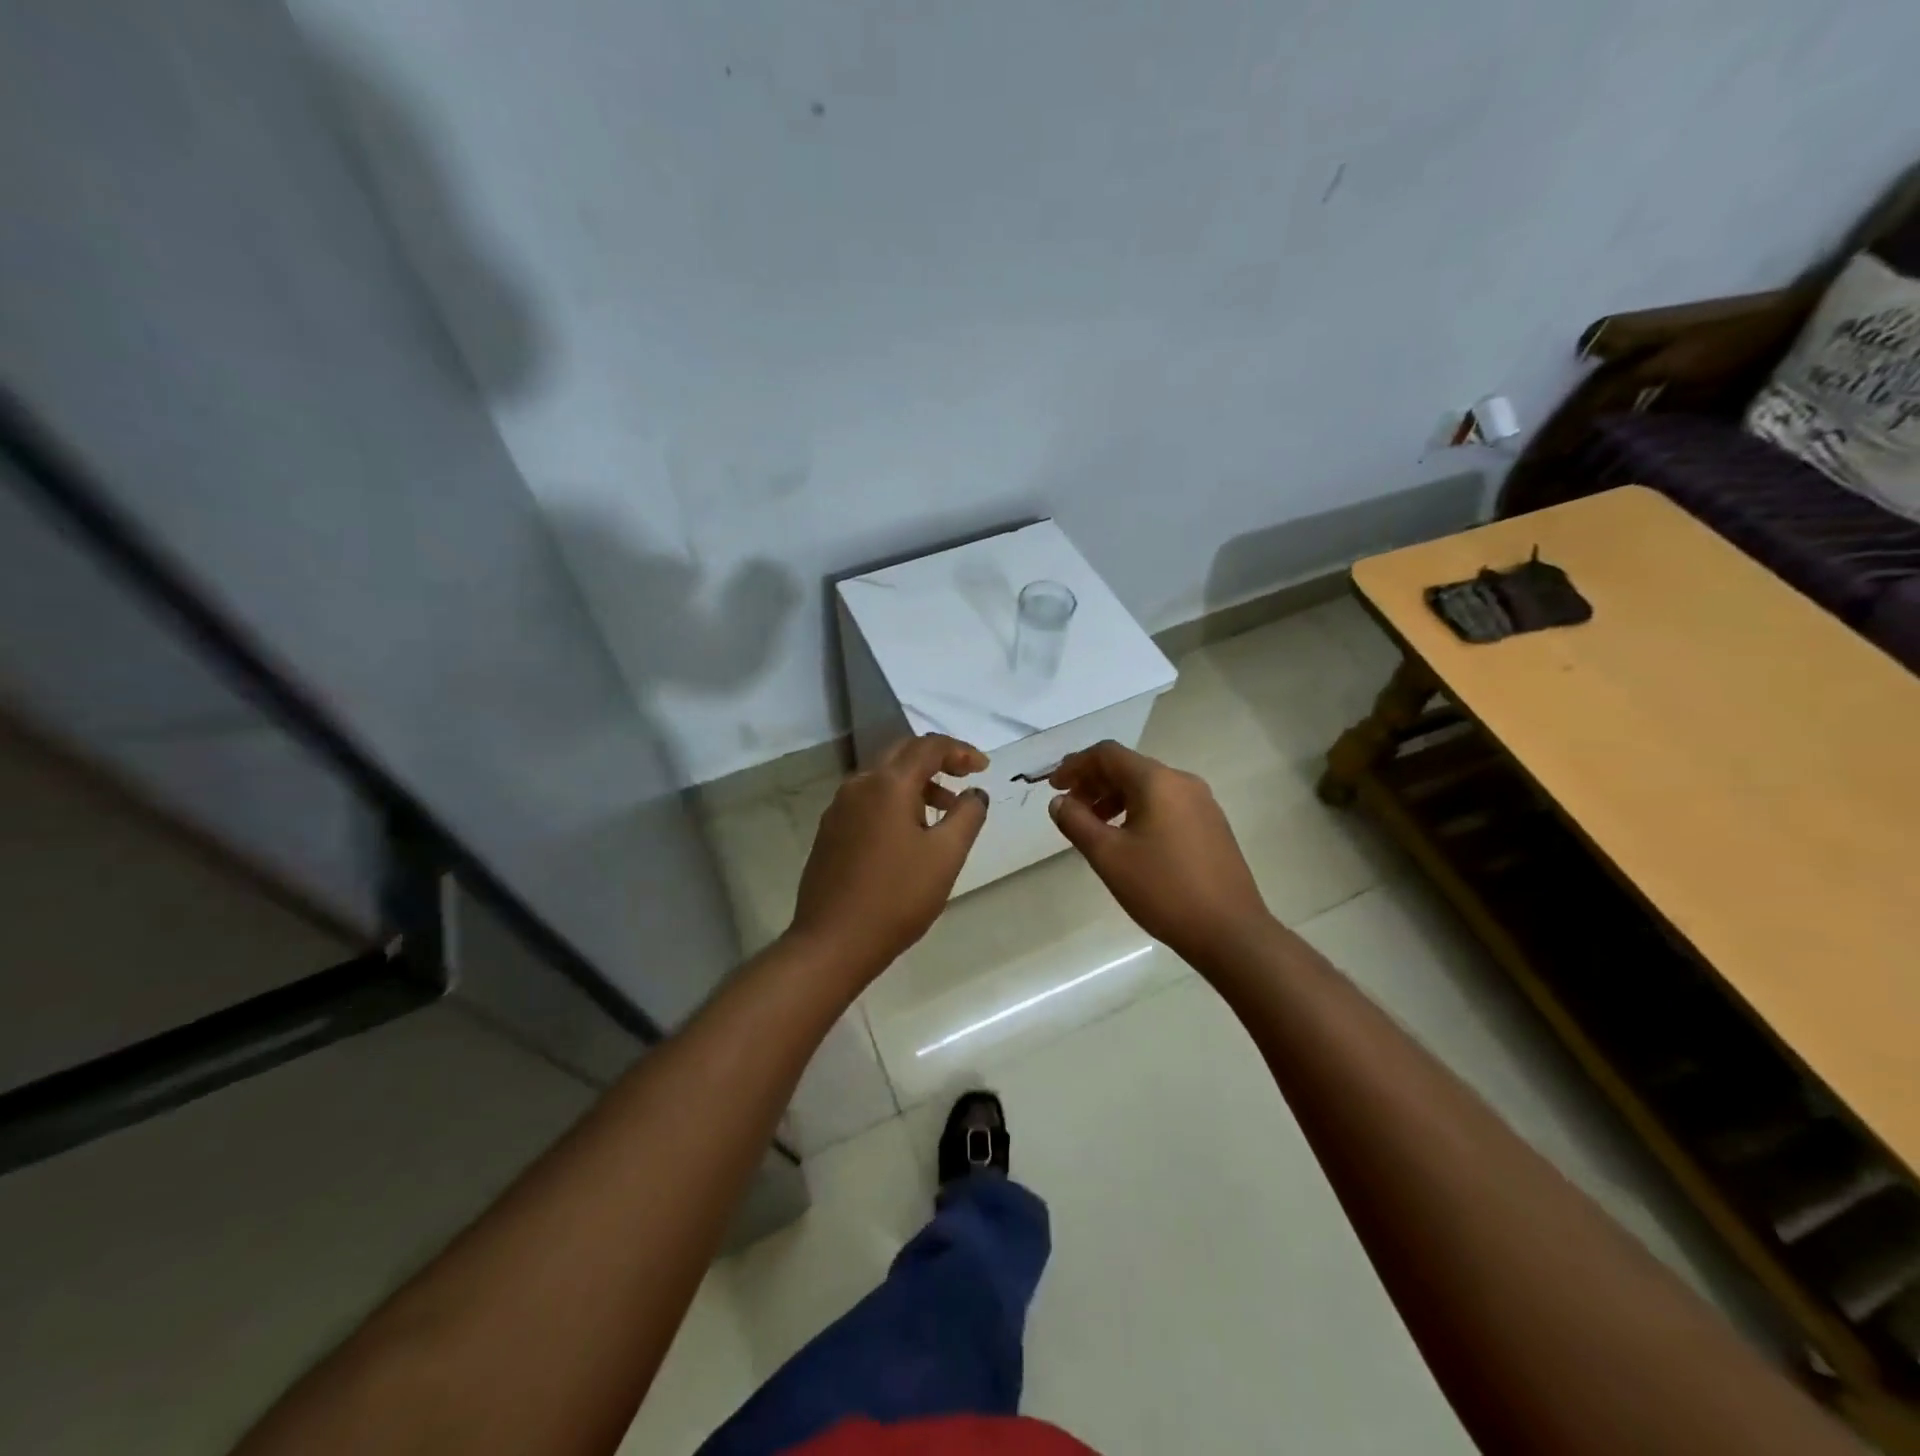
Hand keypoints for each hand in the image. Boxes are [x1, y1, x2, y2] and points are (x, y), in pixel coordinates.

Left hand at [788, 734, 989, 981]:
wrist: (833, 941)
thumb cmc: (897, 897)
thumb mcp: (945, 856)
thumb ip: (967, 816)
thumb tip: (975, 793)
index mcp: (887, 784)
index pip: (928, 747)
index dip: (960, 751)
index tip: (984, 767)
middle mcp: (858, 786)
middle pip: (902, 754)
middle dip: (937, 760)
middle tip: (965, 777)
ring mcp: (839, 809)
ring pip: (883, 779)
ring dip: (916, 784)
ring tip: (943, 812)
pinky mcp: (830, 832)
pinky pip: (868, 801)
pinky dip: (895, 802)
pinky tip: (909, 834)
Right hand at [1048, 741, 1272, 969]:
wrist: (1230, 932)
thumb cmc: (1163, 889)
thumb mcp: (1108, 856)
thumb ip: (1077, 822)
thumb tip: (1059, 802)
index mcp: (1158, 781)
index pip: (1108, 754)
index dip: (1075, 765)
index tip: (1053, 787)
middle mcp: (1183, 782)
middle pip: (1128, 767)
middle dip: (1093, 782)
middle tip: (1069, 808)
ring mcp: (1202, 804)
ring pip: (1148, 788)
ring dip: (1114, 798)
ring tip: (1093, 828)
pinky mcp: (1211, 826)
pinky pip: (1166, 805)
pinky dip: (1137, 811)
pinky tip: (1127, 841)